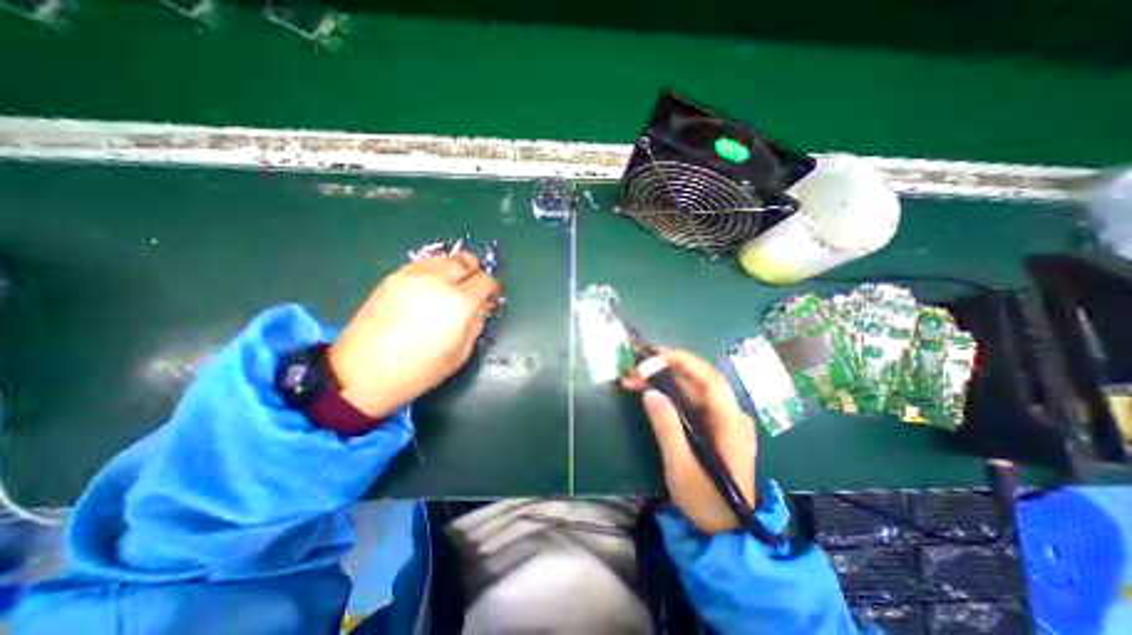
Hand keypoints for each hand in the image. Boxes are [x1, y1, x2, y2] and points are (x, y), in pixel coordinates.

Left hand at [331, 254, 501, 422]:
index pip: (485, 281)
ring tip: (449, 287)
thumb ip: (475, 324)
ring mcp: (412, 276)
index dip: (491, 289)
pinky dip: (432, 271)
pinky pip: (422, 264)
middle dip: (474, 272)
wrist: (362, 373)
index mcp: (459, 303)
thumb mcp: (460, 354)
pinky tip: (427, 290)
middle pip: (465, 260)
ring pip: (443, 257)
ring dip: (453, 269)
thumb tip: (479, 307)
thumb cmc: (419, 370)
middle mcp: (438, 281)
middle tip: (471, 288)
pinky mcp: (392, 277)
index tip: (489, 298)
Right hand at [622, 350, 755, 531]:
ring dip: (665, 380)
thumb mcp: (681, 466)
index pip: (709, 379)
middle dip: (667, 369)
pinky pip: (692, 401)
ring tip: (635, 378)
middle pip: (699, 380)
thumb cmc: (706, 500)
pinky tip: (651, 392)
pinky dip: (670, 393)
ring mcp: (724, 420)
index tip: (655, 354)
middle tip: (636, 366)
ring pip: (693, 389)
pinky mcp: (715, 426)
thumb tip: (650, 393)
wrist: (727, 530)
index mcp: (730, 422)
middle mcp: (731, 414)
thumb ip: (667, 427)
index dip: (683, 361)